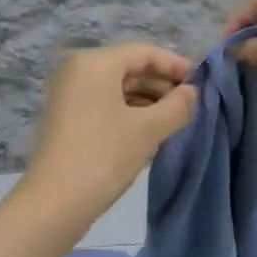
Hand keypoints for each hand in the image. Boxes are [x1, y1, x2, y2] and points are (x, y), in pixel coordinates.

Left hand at [16, 44, 198, 224]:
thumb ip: (176, 106)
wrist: (54, 203)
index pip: (145, 53)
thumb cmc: (104, 156)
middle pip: (130, 67)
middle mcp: (79, 70)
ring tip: (177, 119)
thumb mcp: (148, 129)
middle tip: (193, 104)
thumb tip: (192, 92)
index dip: (176, 65)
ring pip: (118, 87)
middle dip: (162, 84)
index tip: (202, 82)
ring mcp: (70, 94)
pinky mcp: (68, 117)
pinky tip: (152, 130)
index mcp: (95, 62)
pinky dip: (130, 111)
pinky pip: (106, 103)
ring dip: (148, 100)